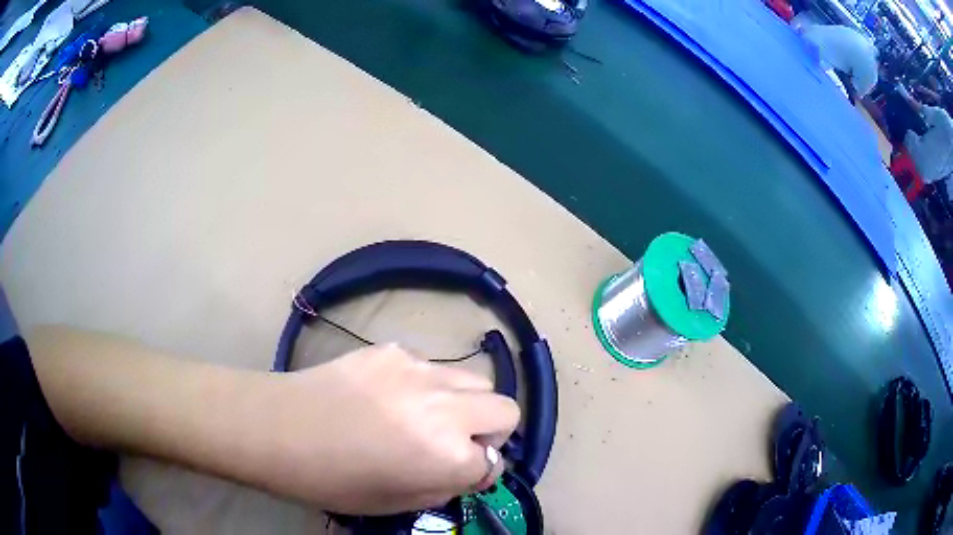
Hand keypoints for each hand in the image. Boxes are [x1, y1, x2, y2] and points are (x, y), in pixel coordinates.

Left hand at [268, 344, 519, 514]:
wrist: (279, 427)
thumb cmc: (332, 479)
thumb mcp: (397, 502)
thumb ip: (445, 486)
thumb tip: (468, 467)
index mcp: (448, 456)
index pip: (495, 464)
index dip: (477, 473)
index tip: (458, 473)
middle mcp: (447, 409)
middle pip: (507, 411)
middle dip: (490, 432)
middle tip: (457, 443)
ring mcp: (421, 371)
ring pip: (476, 382)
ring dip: (464, 404)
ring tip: (425, 415)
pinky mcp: (395, 350)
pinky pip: (432, 368)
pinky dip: (426, 386)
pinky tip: (388, 396)